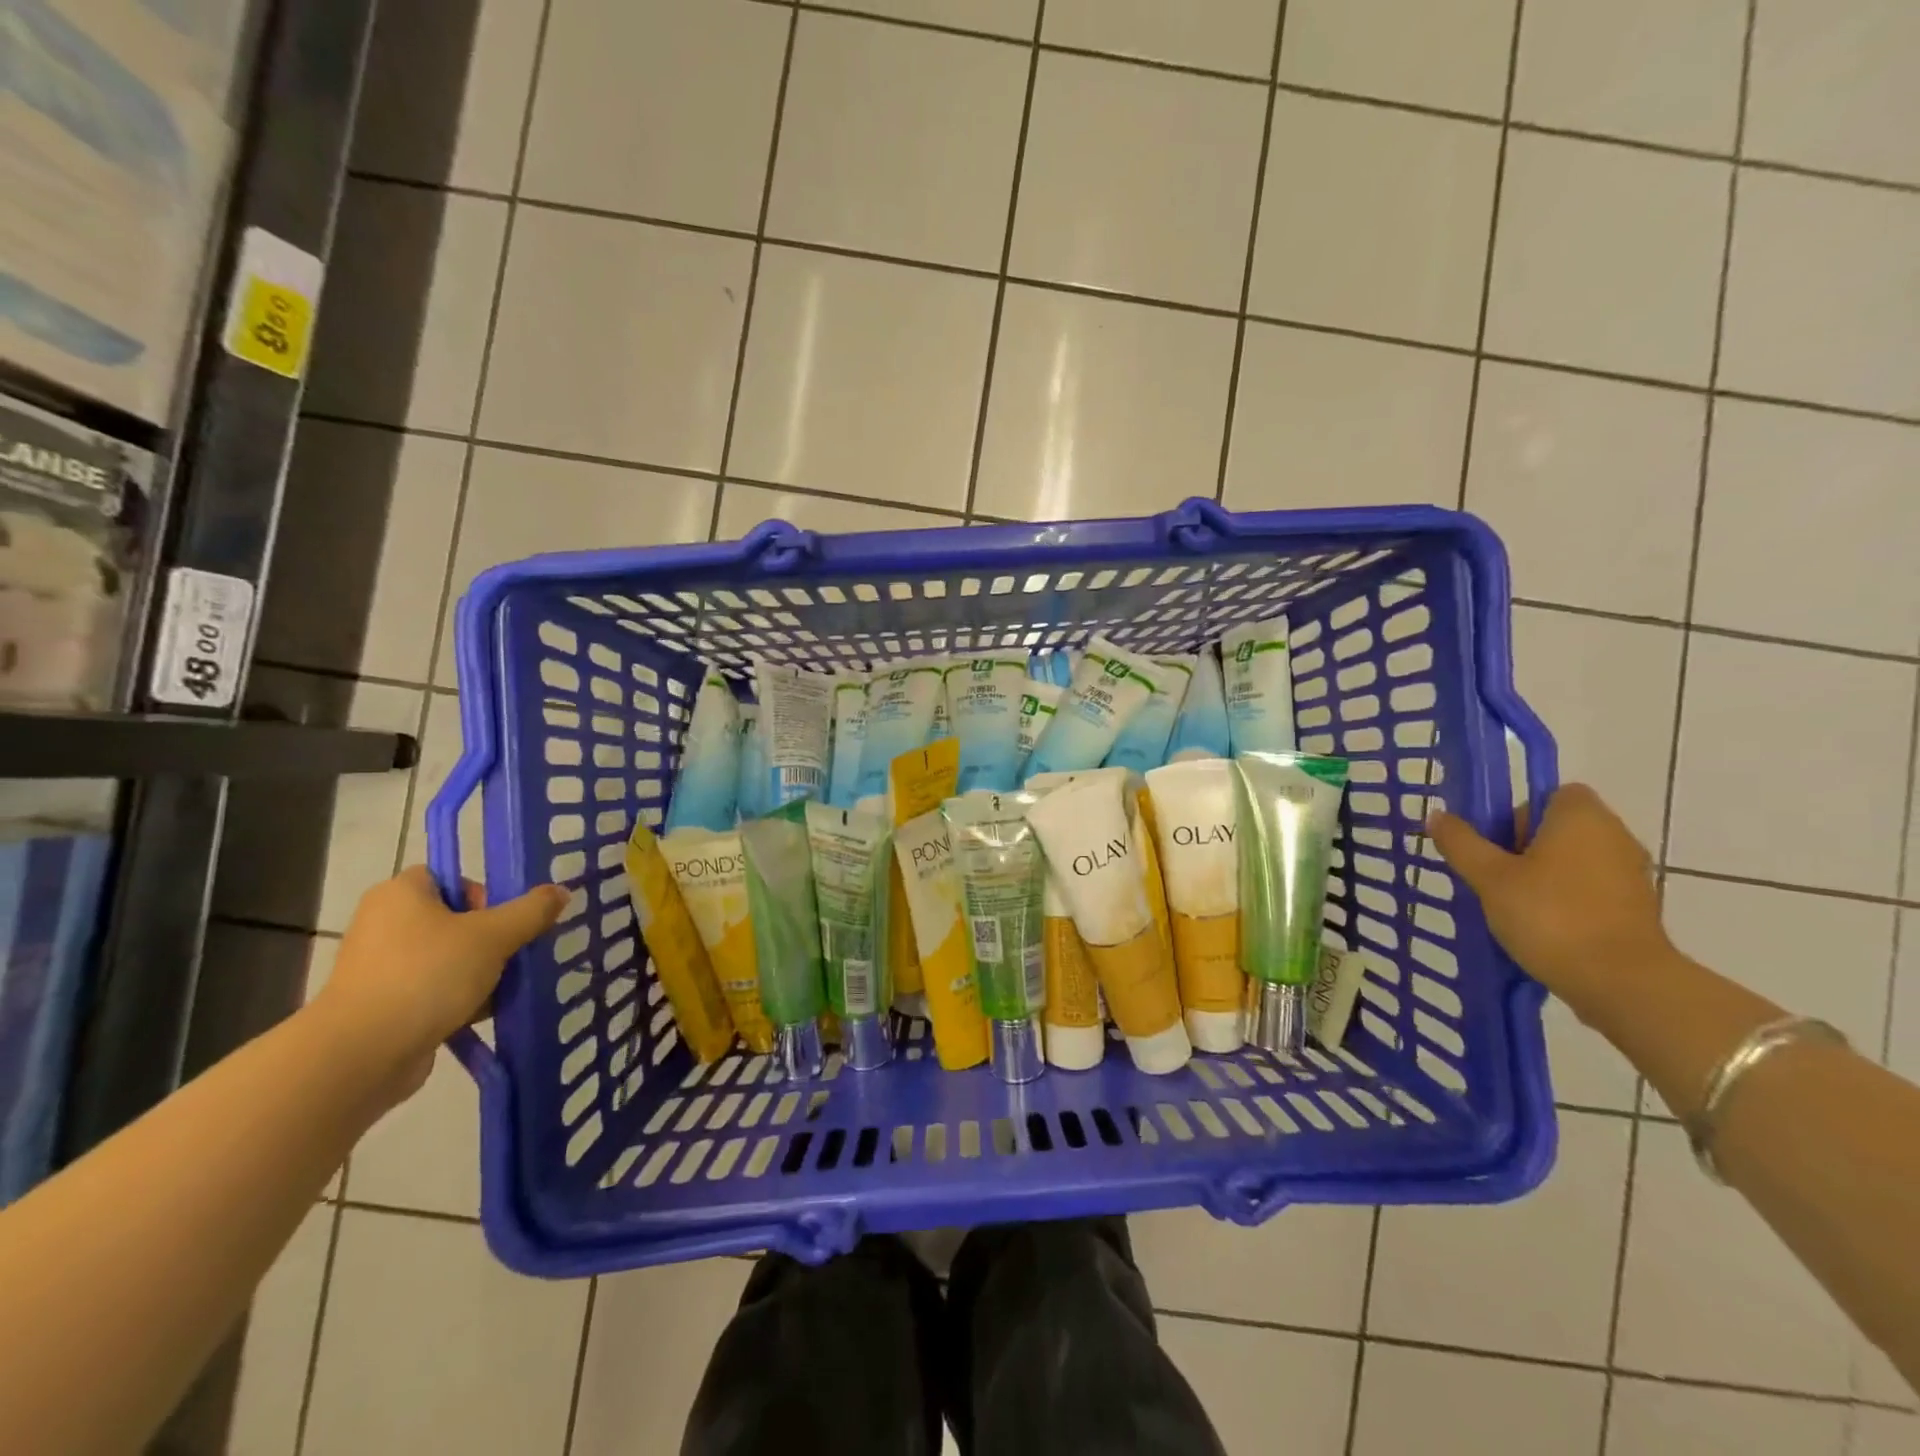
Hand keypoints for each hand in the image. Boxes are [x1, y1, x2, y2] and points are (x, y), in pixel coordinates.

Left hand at [317, 867, 566, 1098]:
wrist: (361, 1055)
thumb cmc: (427, 975)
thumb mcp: (493, 936)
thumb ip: (532, 911)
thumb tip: (561, 891)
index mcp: (400, 894)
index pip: (450, 878)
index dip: (483, 894)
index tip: (503, 920)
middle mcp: (384, 923)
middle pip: (455, 920)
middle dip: (491, 939)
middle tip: (512, 955)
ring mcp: (380, 967)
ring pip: (449, 958)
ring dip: (481, 971)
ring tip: (505, 987)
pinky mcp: (382, 1005)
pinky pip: (434, 990)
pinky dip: (460, 999)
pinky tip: (485, 1013)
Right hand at [1428, 784, 1669, 1017]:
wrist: (1622, 982)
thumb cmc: (1551, 916)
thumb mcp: (1489, 877)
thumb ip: (1461, 843)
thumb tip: (1437, 815)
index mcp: (1581, 817)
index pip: (1552, 793)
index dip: (1520, 812)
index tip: (1497, 842)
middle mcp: (1615, 835)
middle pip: (1561, 827)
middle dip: (1526, 845)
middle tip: (1496, 875)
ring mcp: (1632, 873)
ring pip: (1576, 860)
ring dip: (1546, 874)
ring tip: (1514, 904)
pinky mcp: (1638, 908)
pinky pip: (1593, 888)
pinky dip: (1569, 899)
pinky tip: (1545, 927)